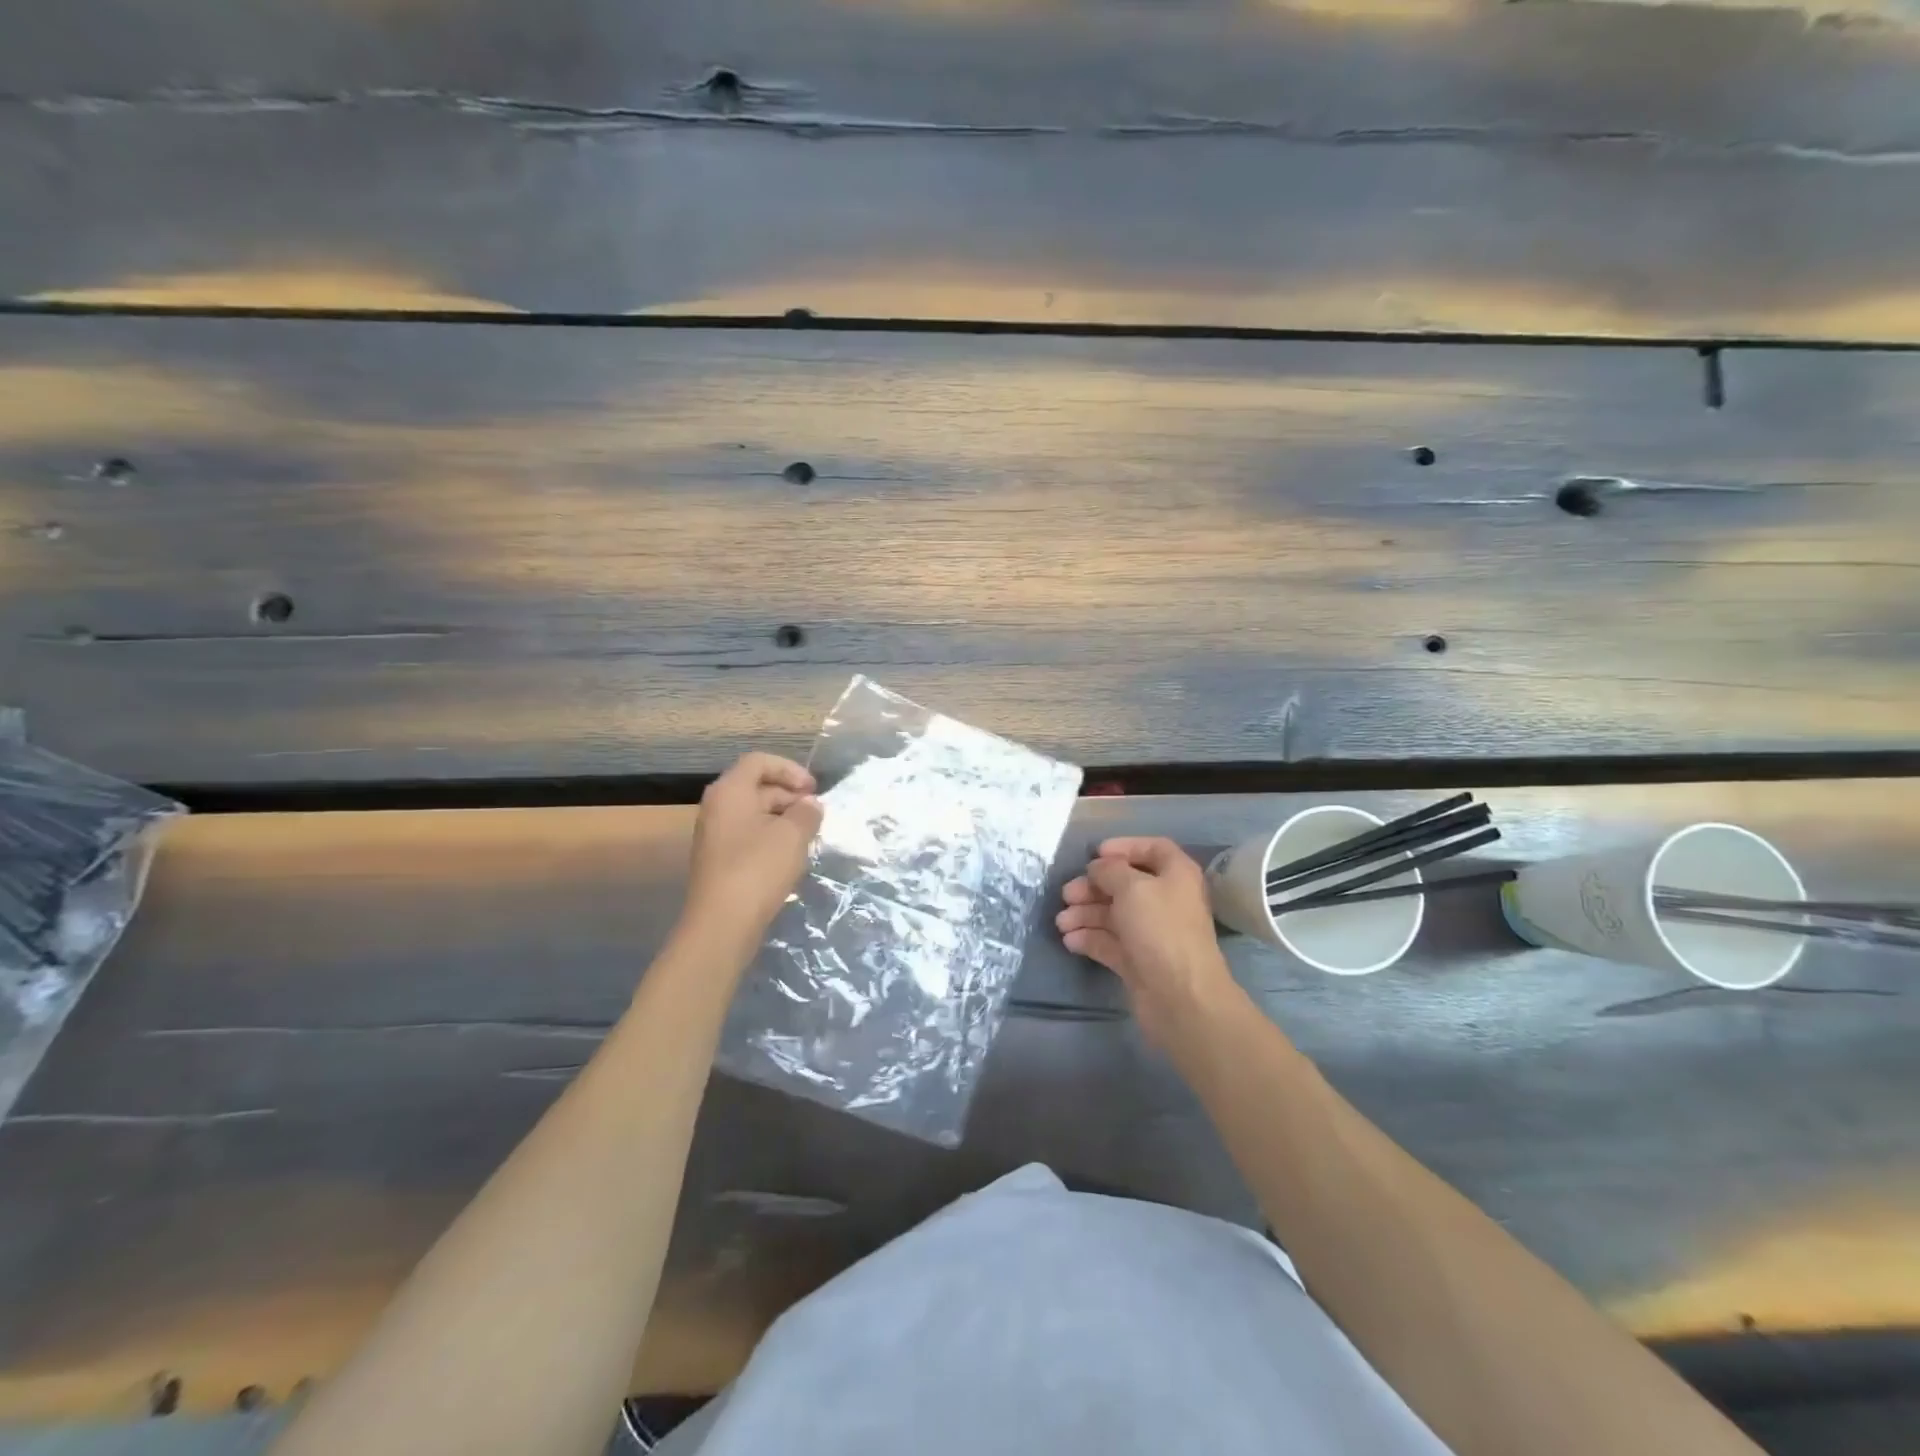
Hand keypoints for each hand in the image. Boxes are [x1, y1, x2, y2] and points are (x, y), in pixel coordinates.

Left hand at [683, 753, 823, 948]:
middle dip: (789, 795)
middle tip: (815, 814)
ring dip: (783, 818)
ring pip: (754, 813)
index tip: (813, 790)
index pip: (759, 762)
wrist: (722, 923)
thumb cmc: (758, 869)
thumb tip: (810, 805)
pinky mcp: (719, 860)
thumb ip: (806, 813)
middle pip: (756, 786)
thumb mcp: (792, 835)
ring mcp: (715, 835)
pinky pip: (748, 835)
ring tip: (807, 836)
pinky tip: (790, 856)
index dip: (790, 769)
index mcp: (730, 792)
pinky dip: (771, 837)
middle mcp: (717, 807)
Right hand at [1056, 837, 1244, 1049]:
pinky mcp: (1137, 960)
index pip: (1153, 849)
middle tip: (1067, 894)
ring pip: (1113, 914)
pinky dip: (1089, 938)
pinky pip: (1109, 941)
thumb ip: (1110, 870)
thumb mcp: (1132, 887)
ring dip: (1085, 914)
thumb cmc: (1160, 929)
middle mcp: (1165, 900)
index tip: (1096, 854)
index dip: (1125, 847)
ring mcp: (1151, 932)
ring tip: (1061, 923)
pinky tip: (1070, 941)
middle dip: (1093, 887)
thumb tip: (1098, 868)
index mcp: (1175, 875)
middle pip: (1125, 884)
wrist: (1179, 997)